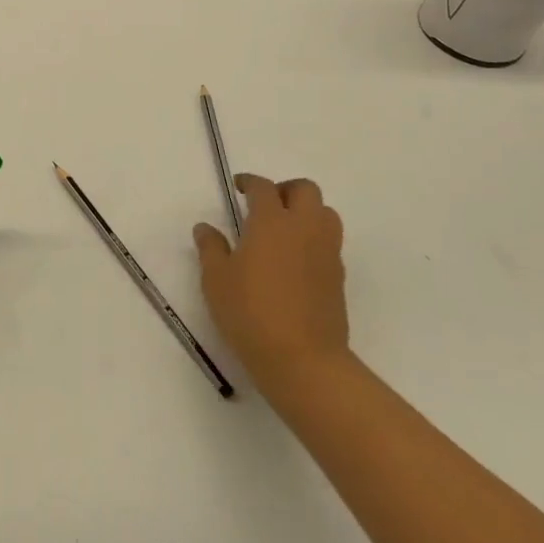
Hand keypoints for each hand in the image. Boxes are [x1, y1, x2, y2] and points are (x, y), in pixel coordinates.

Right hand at [194, 174, 348, 392]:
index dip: (250, 182)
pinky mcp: (338, 276)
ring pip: (325, 213)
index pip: (264, 188)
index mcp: (272, 222)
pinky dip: (315, 239)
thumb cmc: (251, 313)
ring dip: (306, 211)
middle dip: (285, 190)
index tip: (239, 186)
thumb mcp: (216, 281)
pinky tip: (296, 260)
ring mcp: (326, 251)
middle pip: (305, 190)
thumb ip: (211, 249)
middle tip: (266, 205)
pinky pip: (330, 242)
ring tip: (285, 230)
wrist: (303, 360)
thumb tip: (205, 228)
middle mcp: (304, 228)